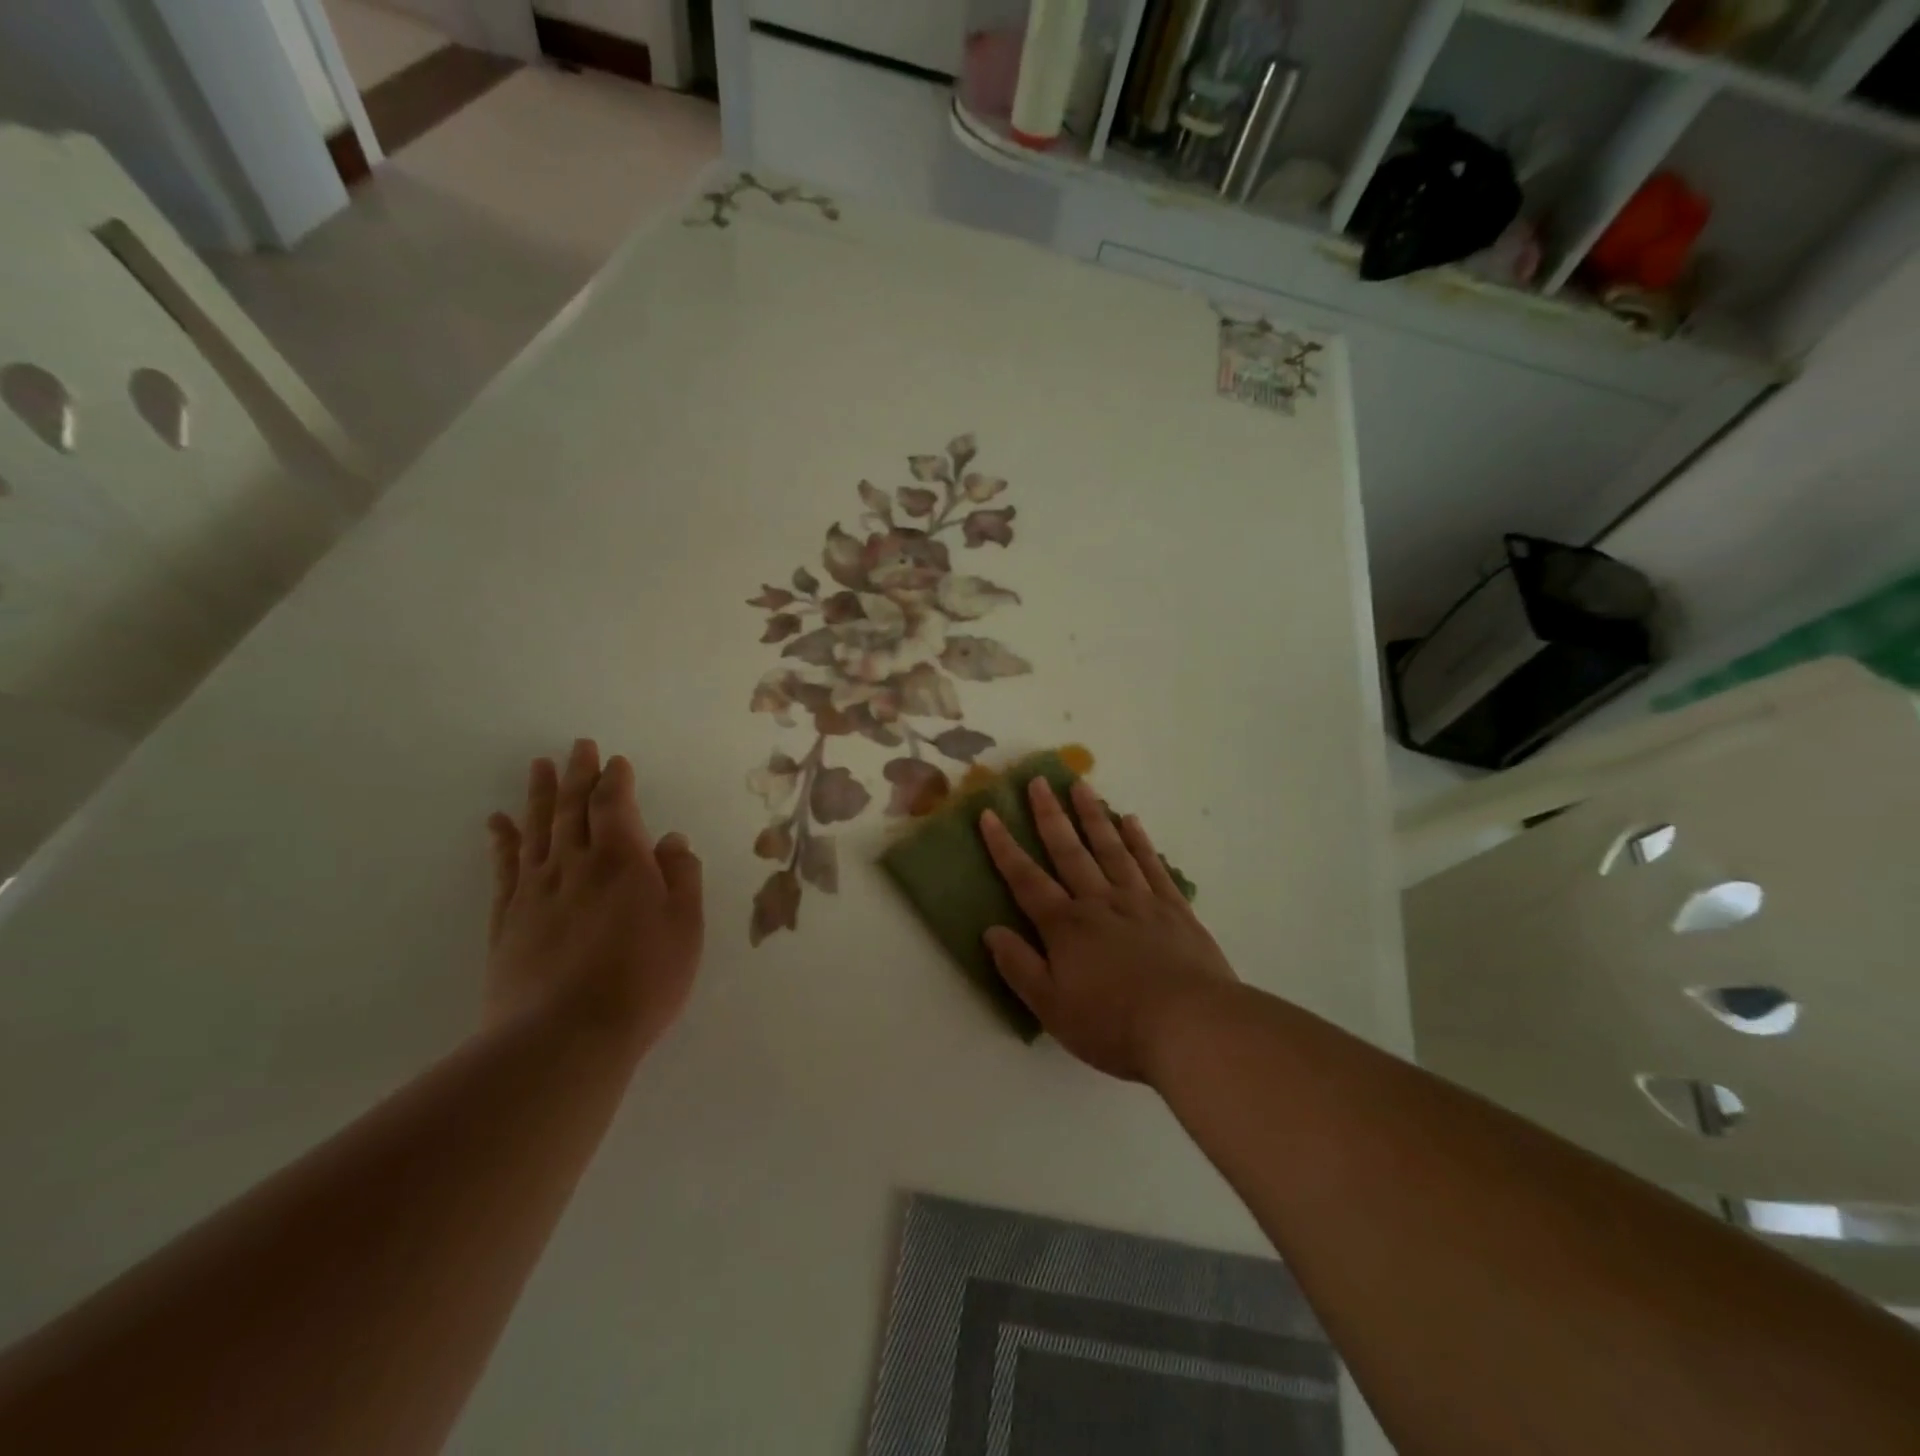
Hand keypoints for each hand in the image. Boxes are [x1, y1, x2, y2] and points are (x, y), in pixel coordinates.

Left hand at [485, 739, 703, 1055]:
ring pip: (538, 830)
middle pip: (573, 809)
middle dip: (578, 775)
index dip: (615, 781)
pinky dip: (503, 840)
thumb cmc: (642, 979)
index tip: (616, 761)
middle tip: (577, 746)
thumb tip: (671, 841)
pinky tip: (498, 822)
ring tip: (540, 766)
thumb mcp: (685, 927)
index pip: (615, 807)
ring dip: (540, 795)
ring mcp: (536, 891)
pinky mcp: (508, 920)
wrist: (564, 1037)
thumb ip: (681, 878)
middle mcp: (574, 865)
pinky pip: (504, 868)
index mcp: (621, 861)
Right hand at [979, 778, 1237, 1082]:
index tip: (989, 813)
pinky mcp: (1175, 909)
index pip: (1026, 879)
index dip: (1004, 846)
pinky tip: (1131, 821)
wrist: (1190, 1026)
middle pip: (1069, 851)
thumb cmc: (1113, 1023)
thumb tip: (991, 930)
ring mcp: (1140, 901)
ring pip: (1111, 848)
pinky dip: (1140, 841)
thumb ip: (1019, 966)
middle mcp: (1099, 902)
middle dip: (1049, 815)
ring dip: (1093, 815)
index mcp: (1066, 926)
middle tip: (1038, 780)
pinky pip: (1152, 866)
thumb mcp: (1052, 1007)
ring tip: (1080, 786)